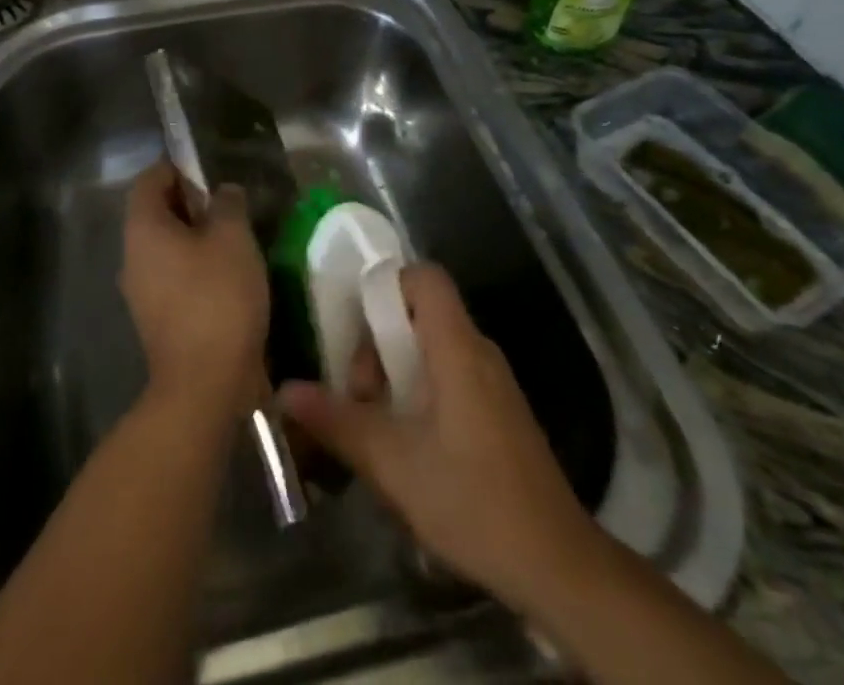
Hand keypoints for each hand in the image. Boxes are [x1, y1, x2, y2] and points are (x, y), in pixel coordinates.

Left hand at [120, 158, 269, 424]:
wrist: (204, 385)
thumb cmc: (217, 297)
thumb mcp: (233, 238)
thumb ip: (228, 204)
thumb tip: (222, 192)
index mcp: (143, 228)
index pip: (150, 179)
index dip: (178, 169)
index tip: (209, 173)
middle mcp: (132, 256)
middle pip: (156, 213)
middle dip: (191, 204)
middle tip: (229, 207)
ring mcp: (141, 291)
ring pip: (166, 247)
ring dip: (196, 238)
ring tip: (235, 241)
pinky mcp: (157, 320)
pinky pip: (173, 277)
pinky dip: (196, 268)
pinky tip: (229, 277)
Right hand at [279, 264, 593, 610]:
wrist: (557, 565)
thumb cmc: (472, 499)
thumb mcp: (392, 463)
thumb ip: (337, 421)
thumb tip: (285, 391)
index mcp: (456, 347)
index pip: (425, 277)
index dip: (387, 285)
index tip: (357, 326)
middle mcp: (479, 351)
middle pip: (421, 313)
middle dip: (380, 342)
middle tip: (360, 394)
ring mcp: (493, 382)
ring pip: (433, 347)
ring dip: (397, 372)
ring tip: (376, 423)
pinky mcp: (500, 411)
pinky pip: (451, 375)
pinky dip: (420, 390)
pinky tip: (407, 442)